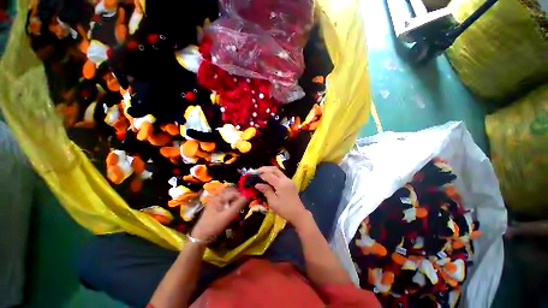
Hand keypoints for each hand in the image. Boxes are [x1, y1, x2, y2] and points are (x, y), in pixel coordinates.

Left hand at [191, 187, 246, 240]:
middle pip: (232, 194)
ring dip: (235, 202)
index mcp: (219, 197)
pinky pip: (226, 202)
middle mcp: (217, 196)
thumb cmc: (214, 225)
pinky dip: (231, 205)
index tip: (246, 205)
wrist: (200, 237)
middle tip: (242, 207)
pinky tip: (232, 212)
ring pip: (230, 198)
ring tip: (238, 210)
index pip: (234, 192)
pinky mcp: (216, 206)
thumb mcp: (227, 216)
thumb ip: (238, 205)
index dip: (241, 197)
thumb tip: (248, 196)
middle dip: (238, 199)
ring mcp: (216, 201)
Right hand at [255, 166, 308, 225]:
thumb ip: (266, 191)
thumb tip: (257, 184)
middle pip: (274, 169)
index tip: (254, 176)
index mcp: (281, 184)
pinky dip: (274, 174)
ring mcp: (289, 180)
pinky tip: (269, 178)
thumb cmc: (284, 209)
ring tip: (261, 173)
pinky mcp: (290, 183)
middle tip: (257, 172)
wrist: (298, 214)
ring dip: (269, 170)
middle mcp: (286, 179)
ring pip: (278, 171)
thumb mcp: (273, 202)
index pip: (269, 175)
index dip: (261, 174)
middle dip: (265, 169)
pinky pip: (281, 175)